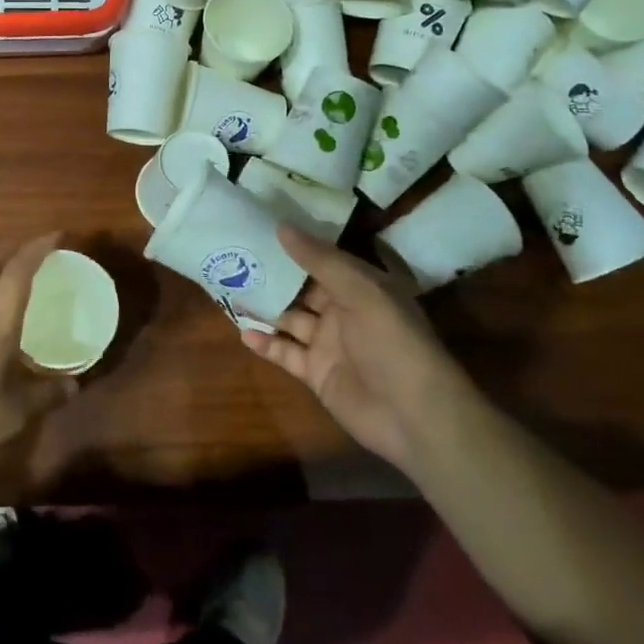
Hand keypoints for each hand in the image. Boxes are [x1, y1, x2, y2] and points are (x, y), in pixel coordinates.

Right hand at [241, 227, 467, 469]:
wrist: (415, 416)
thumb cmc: (393, 342)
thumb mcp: (361, 291)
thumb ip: (320, 260)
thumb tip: (282, 227)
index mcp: (361, 287)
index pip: (323, 259)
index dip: (294, 246)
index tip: (259, 229)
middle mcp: (344, 311)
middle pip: (302, 289)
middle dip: (272, 276)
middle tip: (233, 258)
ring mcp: (329, 344)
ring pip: (290, 319)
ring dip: (264, 307)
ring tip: (229, 291)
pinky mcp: (317, 373)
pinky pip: (286, 353)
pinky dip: (266, 343)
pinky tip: (243, 332)